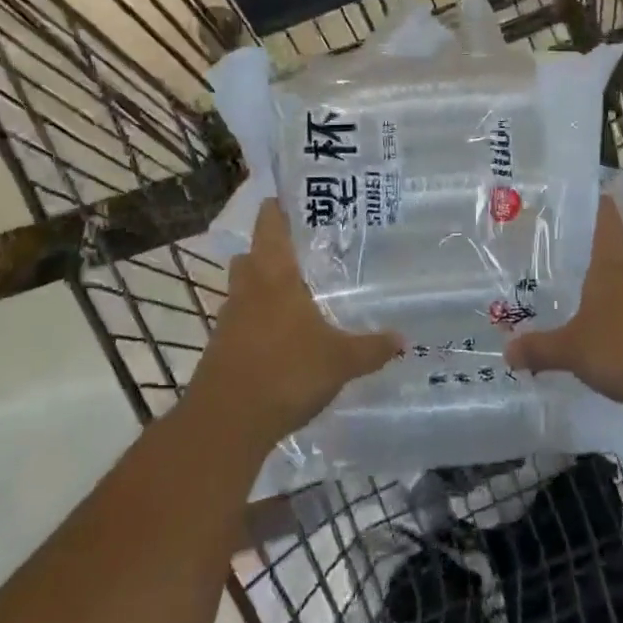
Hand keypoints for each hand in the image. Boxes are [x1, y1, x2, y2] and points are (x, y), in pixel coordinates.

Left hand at [185, 201, 400, 455]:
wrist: (226, 424)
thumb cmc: (286, 373)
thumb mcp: (340, 360)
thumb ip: (372, 348)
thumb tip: (403, 339)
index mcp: (275, 277)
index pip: (270, 228)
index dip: (275, 210)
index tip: (286, 199)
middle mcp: (247, 291)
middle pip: (250, 257)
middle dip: (267, 251)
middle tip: (298, 251)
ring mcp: (228, 322)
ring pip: (242, 291)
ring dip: (259, 289)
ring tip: (292, 296)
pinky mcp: (219, 351)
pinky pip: (239, 324)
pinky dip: (255, 323)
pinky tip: (279, 339)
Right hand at [504, 199, 622, 413]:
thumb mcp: (572, 351)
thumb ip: (541, 349)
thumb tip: (507, 351)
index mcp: (610, 265)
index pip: (605, 220)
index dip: (595, 204)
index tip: (583, 195)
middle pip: (614, 257)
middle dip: (591, 263)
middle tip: (562, 269)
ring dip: (610, 299)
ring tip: (582, 312)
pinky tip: (613, 348)